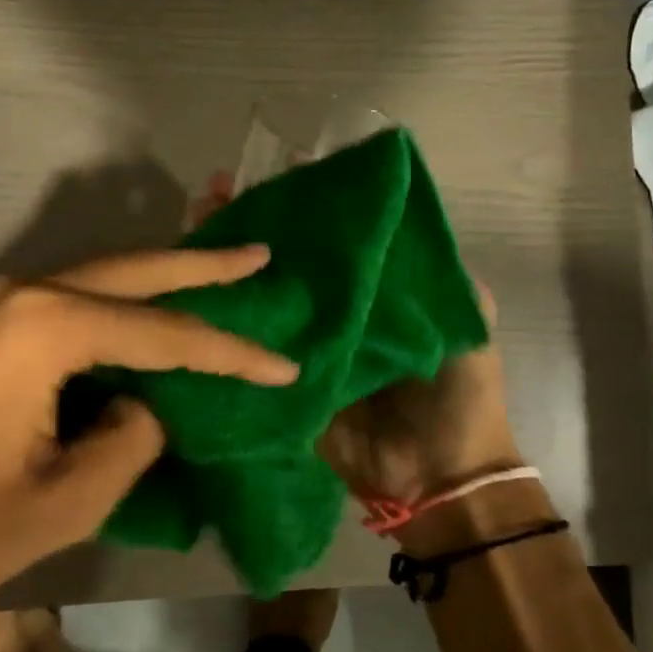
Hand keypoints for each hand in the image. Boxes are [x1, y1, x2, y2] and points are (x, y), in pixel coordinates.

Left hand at [0, 246, 298, 648]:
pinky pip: (59, 305)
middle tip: (259, 256)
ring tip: (215, 281)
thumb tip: (141, 406)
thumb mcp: (66, 499)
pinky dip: (110, 310)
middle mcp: (14, 294)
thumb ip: (130, 437)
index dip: (228, 353)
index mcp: (42, 327)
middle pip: (129, 272)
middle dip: (199, 270)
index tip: (284, 369)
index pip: (161, 334)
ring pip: (93, 281)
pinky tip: (141, 320)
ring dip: (153, 284)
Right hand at [189, 171, 519, 506]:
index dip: (303, 208)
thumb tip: (396, 216)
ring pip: (259, 300)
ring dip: (225, 266)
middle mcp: (331, 314)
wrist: (438, 476)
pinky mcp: (278, 382)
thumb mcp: (463, 321)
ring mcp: (301, 348)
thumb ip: (437, 275)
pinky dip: (220, 325)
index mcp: (371, 294)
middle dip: (250, 228)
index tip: (273, 175)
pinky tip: (188, 293)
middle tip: (213, 195)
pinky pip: (247, 351)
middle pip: (285, 264)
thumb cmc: (458, 393)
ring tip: (194, 223)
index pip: (330, 241)